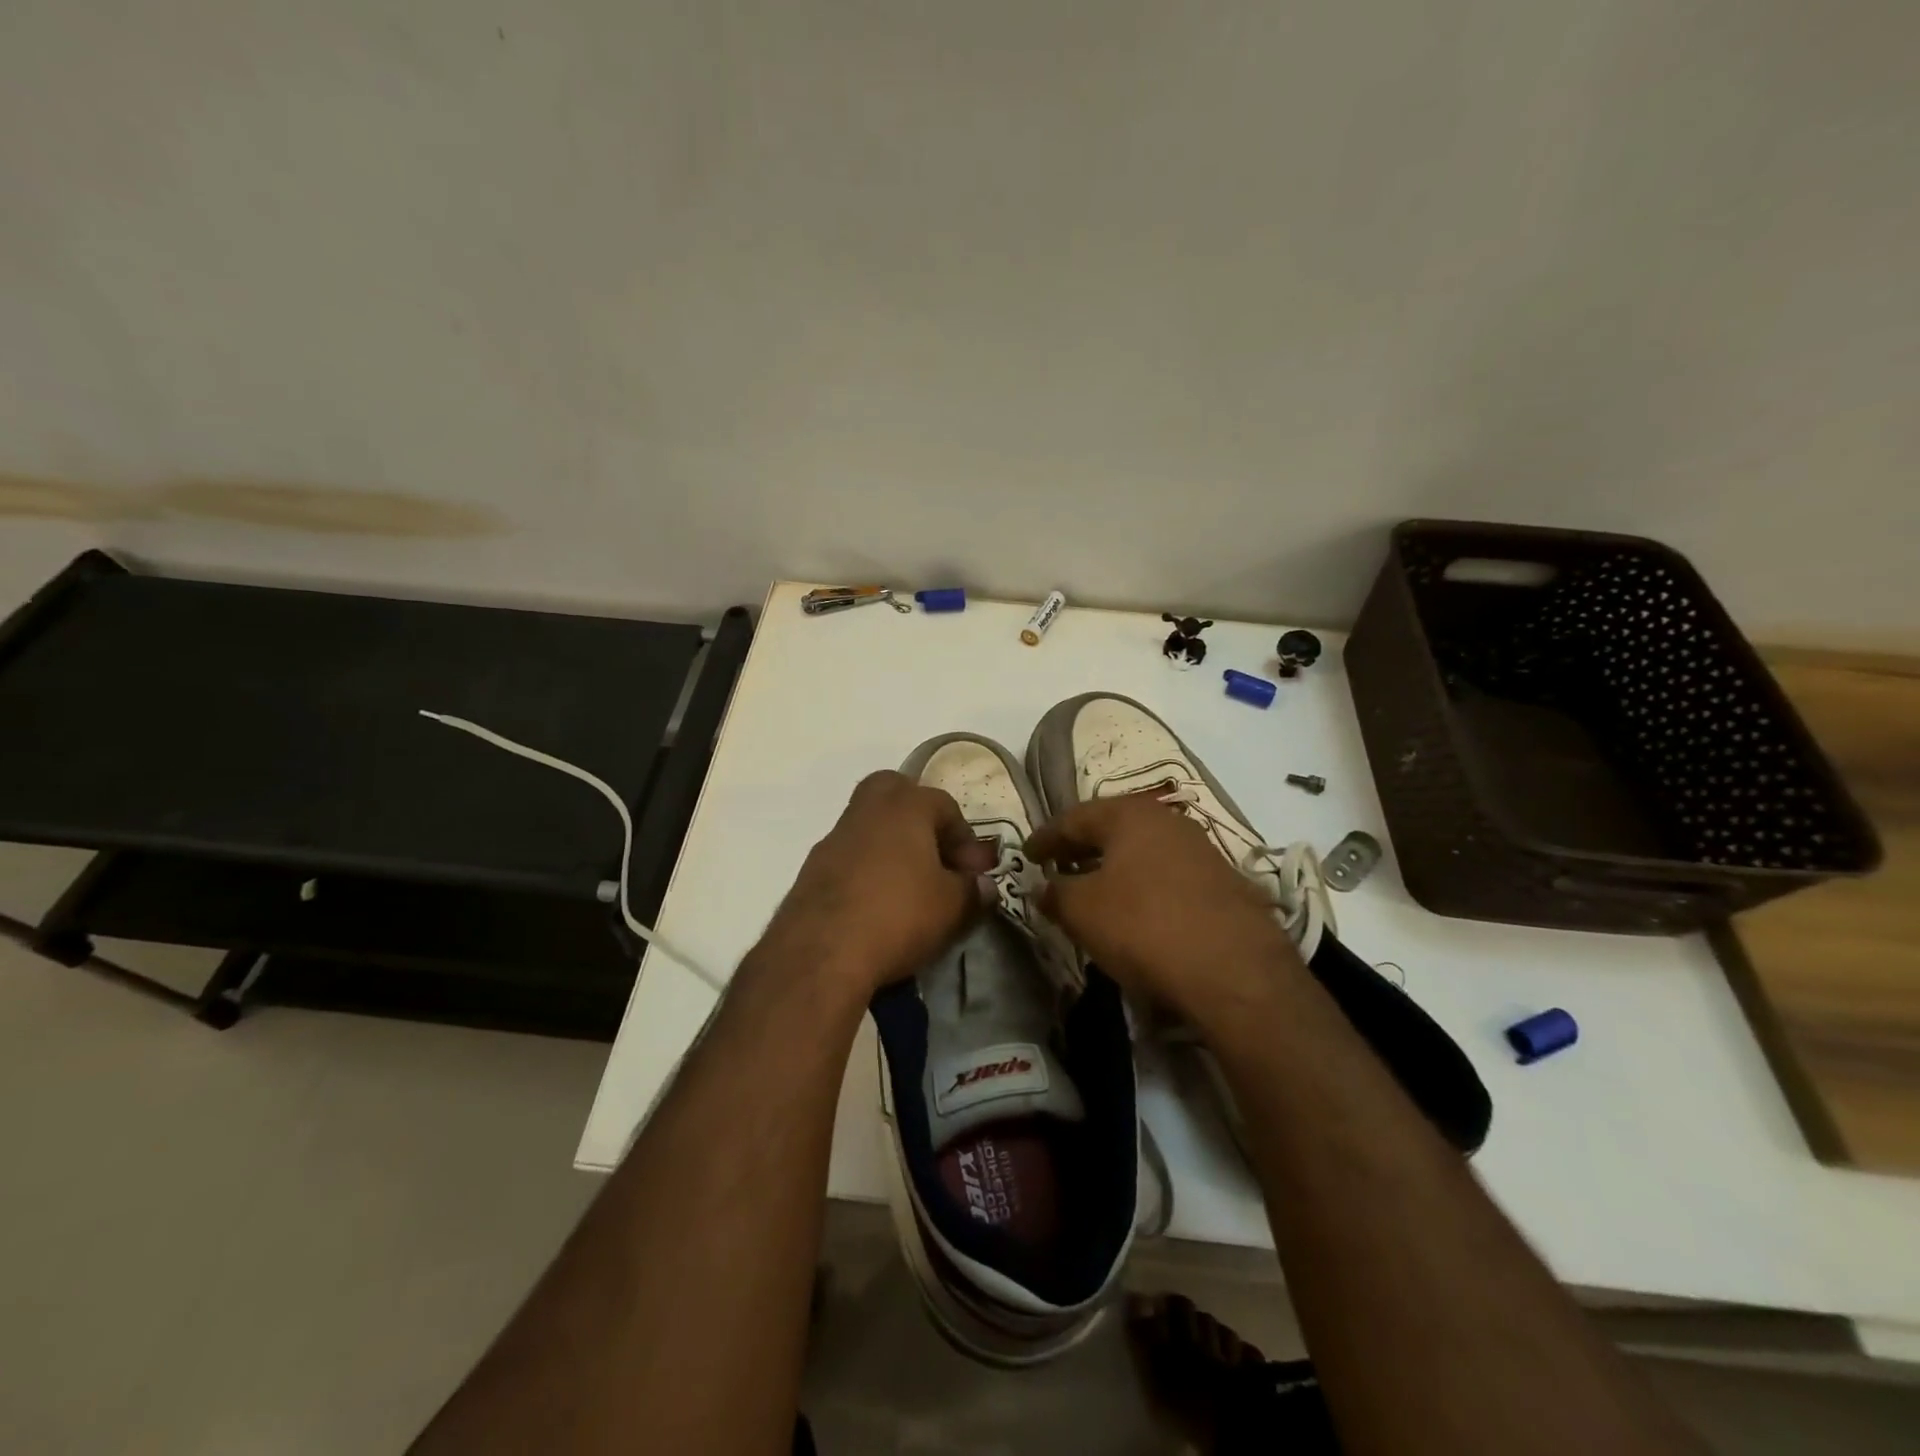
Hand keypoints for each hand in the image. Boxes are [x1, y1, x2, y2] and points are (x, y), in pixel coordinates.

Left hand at [769, 770, 996, 996]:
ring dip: (891, 848)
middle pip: (895, 793)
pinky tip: (877, 906)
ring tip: (909, 889)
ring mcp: (833, 839)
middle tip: (935, 856)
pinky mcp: (810, 870)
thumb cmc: (898, 915)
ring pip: (869, 827)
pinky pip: (849, 858)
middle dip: (919, 818)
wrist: (820, 954)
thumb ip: (973, 891)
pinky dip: (867, 872)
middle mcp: (866, 811)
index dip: (966, 838)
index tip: (974, 873)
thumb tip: (982, 886)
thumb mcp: (953, 907)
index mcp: (905, 805)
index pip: (945, 805)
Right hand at [1025, 793, 1300, 1023]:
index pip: (1074, 817)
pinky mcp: (1225, 883)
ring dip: (1113, 866)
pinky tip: (1136, 911)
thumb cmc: (1145, 927)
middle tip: (1056, 866)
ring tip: (1092, 889)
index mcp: (1130, 815)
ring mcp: (1202, 850)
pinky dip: (1143, 885)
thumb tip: (1042, 887)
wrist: (1236, 972)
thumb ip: (1054, 893)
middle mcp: (1168, 821)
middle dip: (1081, 847)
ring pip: (1143, 851)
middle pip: (1112, 828)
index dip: (1045, 837)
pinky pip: (1168, 874)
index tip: (1026, 854)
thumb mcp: (1082, 911)